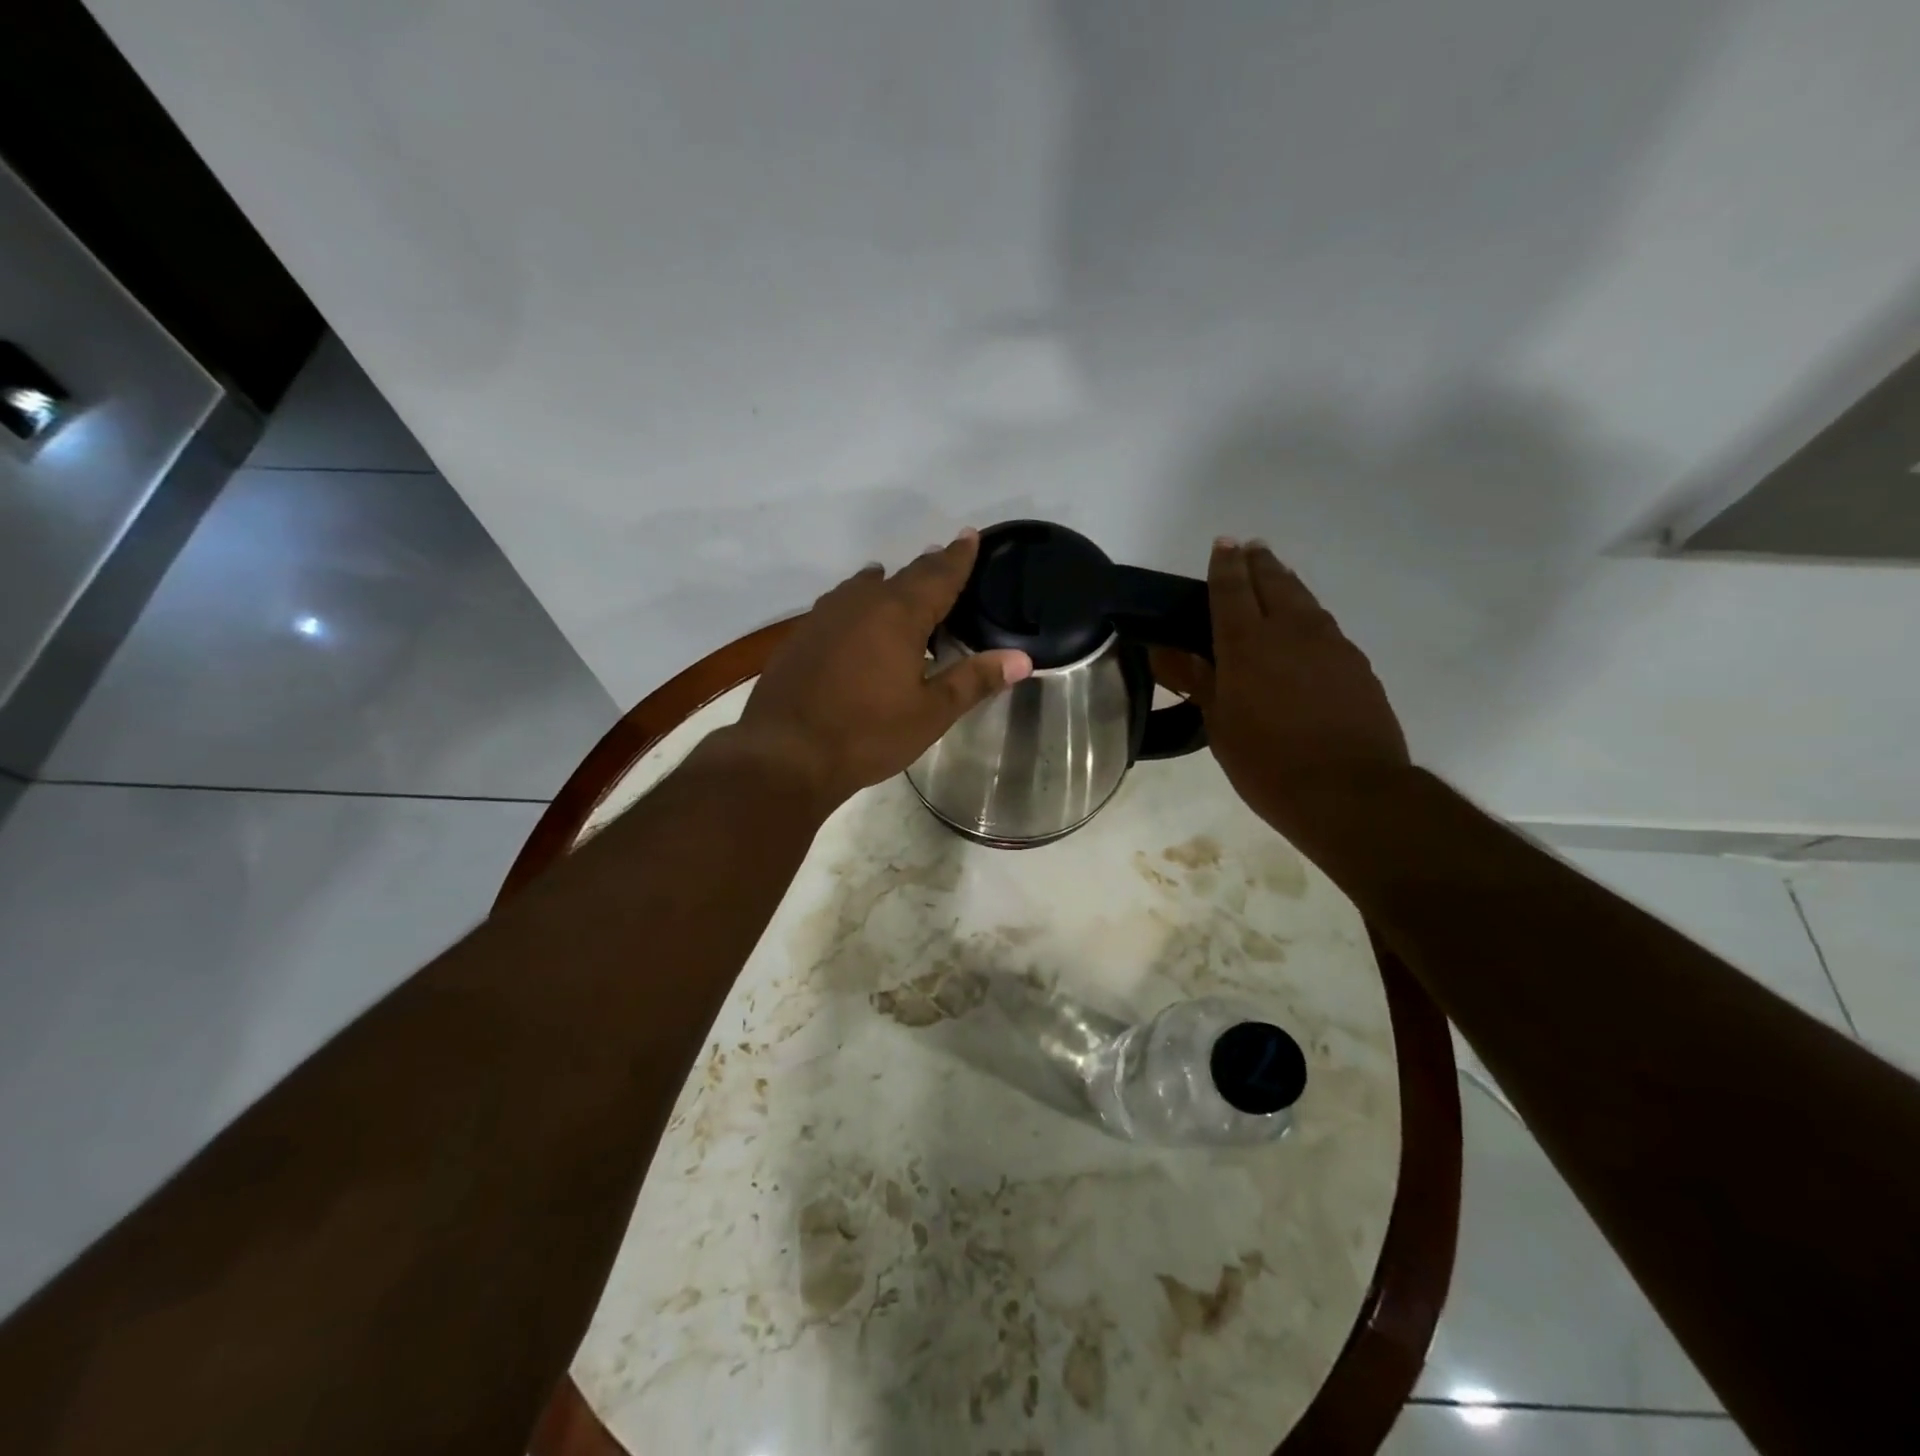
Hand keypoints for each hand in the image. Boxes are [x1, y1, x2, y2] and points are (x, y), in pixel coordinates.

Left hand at [730, 531, 1032, 810]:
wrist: (785, 753)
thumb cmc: (867, 734)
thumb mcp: (930, 713)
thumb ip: (974, 680)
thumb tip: (1022, 658)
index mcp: (898, 615)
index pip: (938, 575)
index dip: (957, 556)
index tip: (969, 535)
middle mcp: (860, 604)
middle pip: (901, 576)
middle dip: (926, 568)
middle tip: (942, 558)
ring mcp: (824, 618)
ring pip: (862, 588)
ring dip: (885, 584)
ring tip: (895, 583)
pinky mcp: (800, 637)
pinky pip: (837, 607)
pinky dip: (856, 606)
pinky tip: (855, 622)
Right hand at [1153, 540, 1408, 841]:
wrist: (1350, 792)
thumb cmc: (1267, 763)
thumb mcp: (1219, 725)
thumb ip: (1197, 681)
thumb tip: (1166, 652)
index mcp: (1248, 643)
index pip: (1231, 588)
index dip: (1224, 564)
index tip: (1222, 544)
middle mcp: (1292, 630)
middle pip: (1274, 581)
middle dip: (1258, 562)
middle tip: (1249, 550)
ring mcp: (1331, 644)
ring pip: (1305, 599)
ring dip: (1286, 583)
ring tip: (1275, 577)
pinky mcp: (1357, 664)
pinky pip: (1325, 626)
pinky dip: (1308, 616)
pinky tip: (1304, 631)